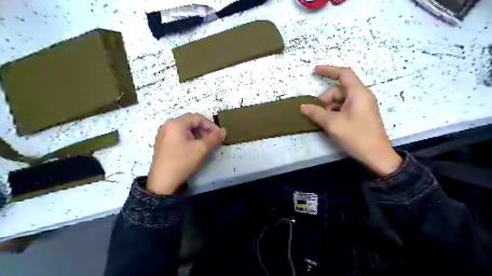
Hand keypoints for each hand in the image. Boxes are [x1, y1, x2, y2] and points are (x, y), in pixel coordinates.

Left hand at [146, 113, 225, 194]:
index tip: (219, 135)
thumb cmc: (182, 162)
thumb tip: (224, 131)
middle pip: (191, 122)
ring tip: (205, 145)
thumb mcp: (201, 149)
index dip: (211, 125)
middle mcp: (167, 125)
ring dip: (198, 135)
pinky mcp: (162, 143)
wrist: (163, 182)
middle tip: (213, 140)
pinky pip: (179, 136)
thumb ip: (214, 138)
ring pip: (185, 129)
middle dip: (205, 130)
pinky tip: (194, 148)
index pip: (198, 118)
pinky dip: (189, 139)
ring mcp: (163, 134)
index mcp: (176, 123)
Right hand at [303, 65, 401, 176]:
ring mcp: (362, 106)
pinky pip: (344, 109)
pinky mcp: (361, 115)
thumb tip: (303, 106)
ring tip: (322, 123)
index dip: (329, 70)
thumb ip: (316, 113)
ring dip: (328, 110)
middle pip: (338, 91)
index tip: (315, 71)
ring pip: (340, 101)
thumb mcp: (333, 124)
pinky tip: (329, 125)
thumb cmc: (356, 136)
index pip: (343, 74)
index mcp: (358, 93)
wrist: (376, 156)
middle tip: (314, 114)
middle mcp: (361, 96)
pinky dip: (334, 114)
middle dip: (325, 101)